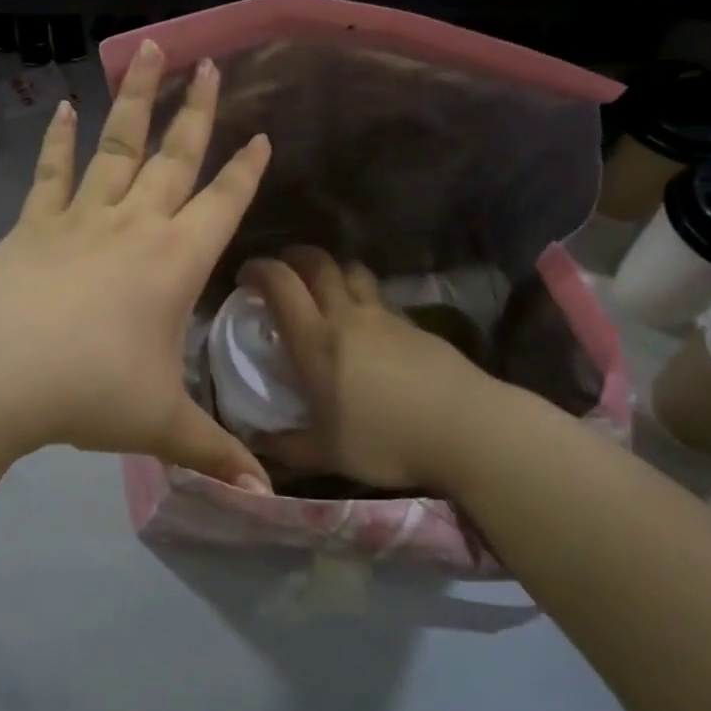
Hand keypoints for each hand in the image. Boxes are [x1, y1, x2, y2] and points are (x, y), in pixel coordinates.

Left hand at [0, 39, 273, 488]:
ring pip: (117, 146)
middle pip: (174, 157)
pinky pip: (52, 174)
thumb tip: (266, 499)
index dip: (245, 170)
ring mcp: (81, 218)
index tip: (261, 134)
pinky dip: (59, 142)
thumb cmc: (87, 392)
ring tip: (149, 50)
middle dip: (197, 111)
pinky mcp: (34, 224)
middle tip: (211, 64)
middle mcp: (134, 225)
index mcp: (174, 261)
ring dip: (136, 99)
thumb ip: (214, 453)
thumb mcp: (159, 426)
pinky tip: (62, 109)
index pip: (223, 203)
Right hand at [240, 247, 504, 494]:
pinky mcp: (413, 324)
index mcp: (316, 341)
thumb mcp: (327, 453)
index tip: (245, 276)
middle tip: (282, 270)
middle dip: (294, 257)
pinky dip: (362, 295)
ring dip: (332, 269)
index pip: (281, 285)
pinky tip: (365, 323)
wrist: (465, 428)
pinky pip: (379, 296)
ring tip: (324, 287)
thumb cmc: (386, 440)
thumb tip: (255, 442)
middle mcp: (347, 317)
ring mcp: (384, 316)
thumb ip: (286, 446)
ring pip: (353, 271)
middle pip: (318, 263)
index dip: (258, 270)